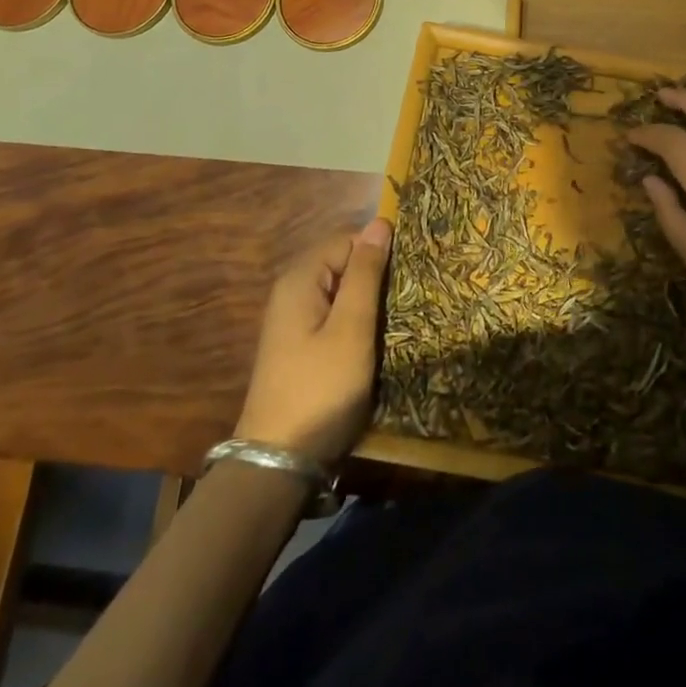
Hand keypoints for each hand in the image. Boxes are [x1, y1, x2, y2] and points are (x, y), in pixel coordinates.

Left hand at [235, 219, 390, 465]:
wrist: (278, 464)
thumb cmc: (320, 389)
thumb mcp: (351, 328)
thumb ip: (366, 274)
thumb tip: (380, 222)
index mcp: (301, 278)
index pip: (349, 240)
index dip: (379, 253)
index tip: (407, 278)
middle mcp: (292, 291)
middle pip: (344, 264)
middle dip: (375, 277)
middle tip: (407, 301)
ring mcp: (294, 320)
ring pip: (342, 292)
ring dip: (369, 302)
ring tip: (398, 320)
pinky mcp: (300, 346)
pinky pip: (334, 316)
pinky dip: (356, 322)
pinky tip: (375, 341)